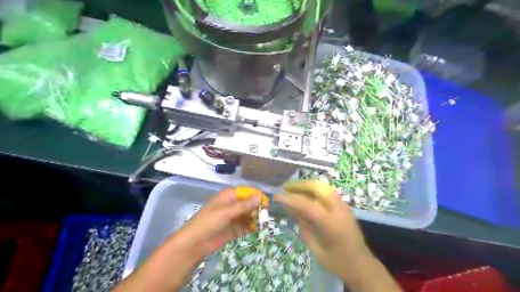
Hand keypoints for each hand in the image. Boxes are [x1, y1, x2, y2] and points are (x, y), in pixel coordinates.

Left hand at [176, 188, 264, 255]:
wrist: (195, 243)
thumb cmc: (209, 222)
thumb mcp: (227, 212)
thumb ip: (244, 205)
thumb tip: (260, 196)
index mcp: (229, 196)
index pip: (247, 192)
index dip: (256, 196)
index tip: (266, 203)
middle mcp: (233, 205)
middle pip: (249, 204)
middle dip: (257, 208)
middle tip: (265, 215)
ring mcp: (234, 217)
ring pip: (249, 215)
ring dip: (255, 218)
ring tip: (262, 223)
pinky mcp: (235, 228)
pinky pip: (246, 225)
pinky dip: (251, 227)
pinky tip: (256, 229)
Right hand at [276, 180, 368, 277]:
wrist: (362, 265)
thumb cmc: (338, 262)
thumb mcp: (317, 249)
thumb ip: (305, 228)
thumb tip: (295, 212)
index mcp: (332, 224)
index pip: (308, 205)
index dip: (291, 199)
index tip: (277, 196)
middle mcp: (339, 210)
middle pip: (318, 188)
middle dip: (300, 185)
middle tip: (286, 187)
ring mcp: (343, 206)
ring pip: (324, 187)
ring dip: (307, 185)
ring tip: (293, 189)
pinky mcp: (344, 207)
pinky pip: (327, 192)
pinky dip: (314, 190)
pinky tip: (306, 195)